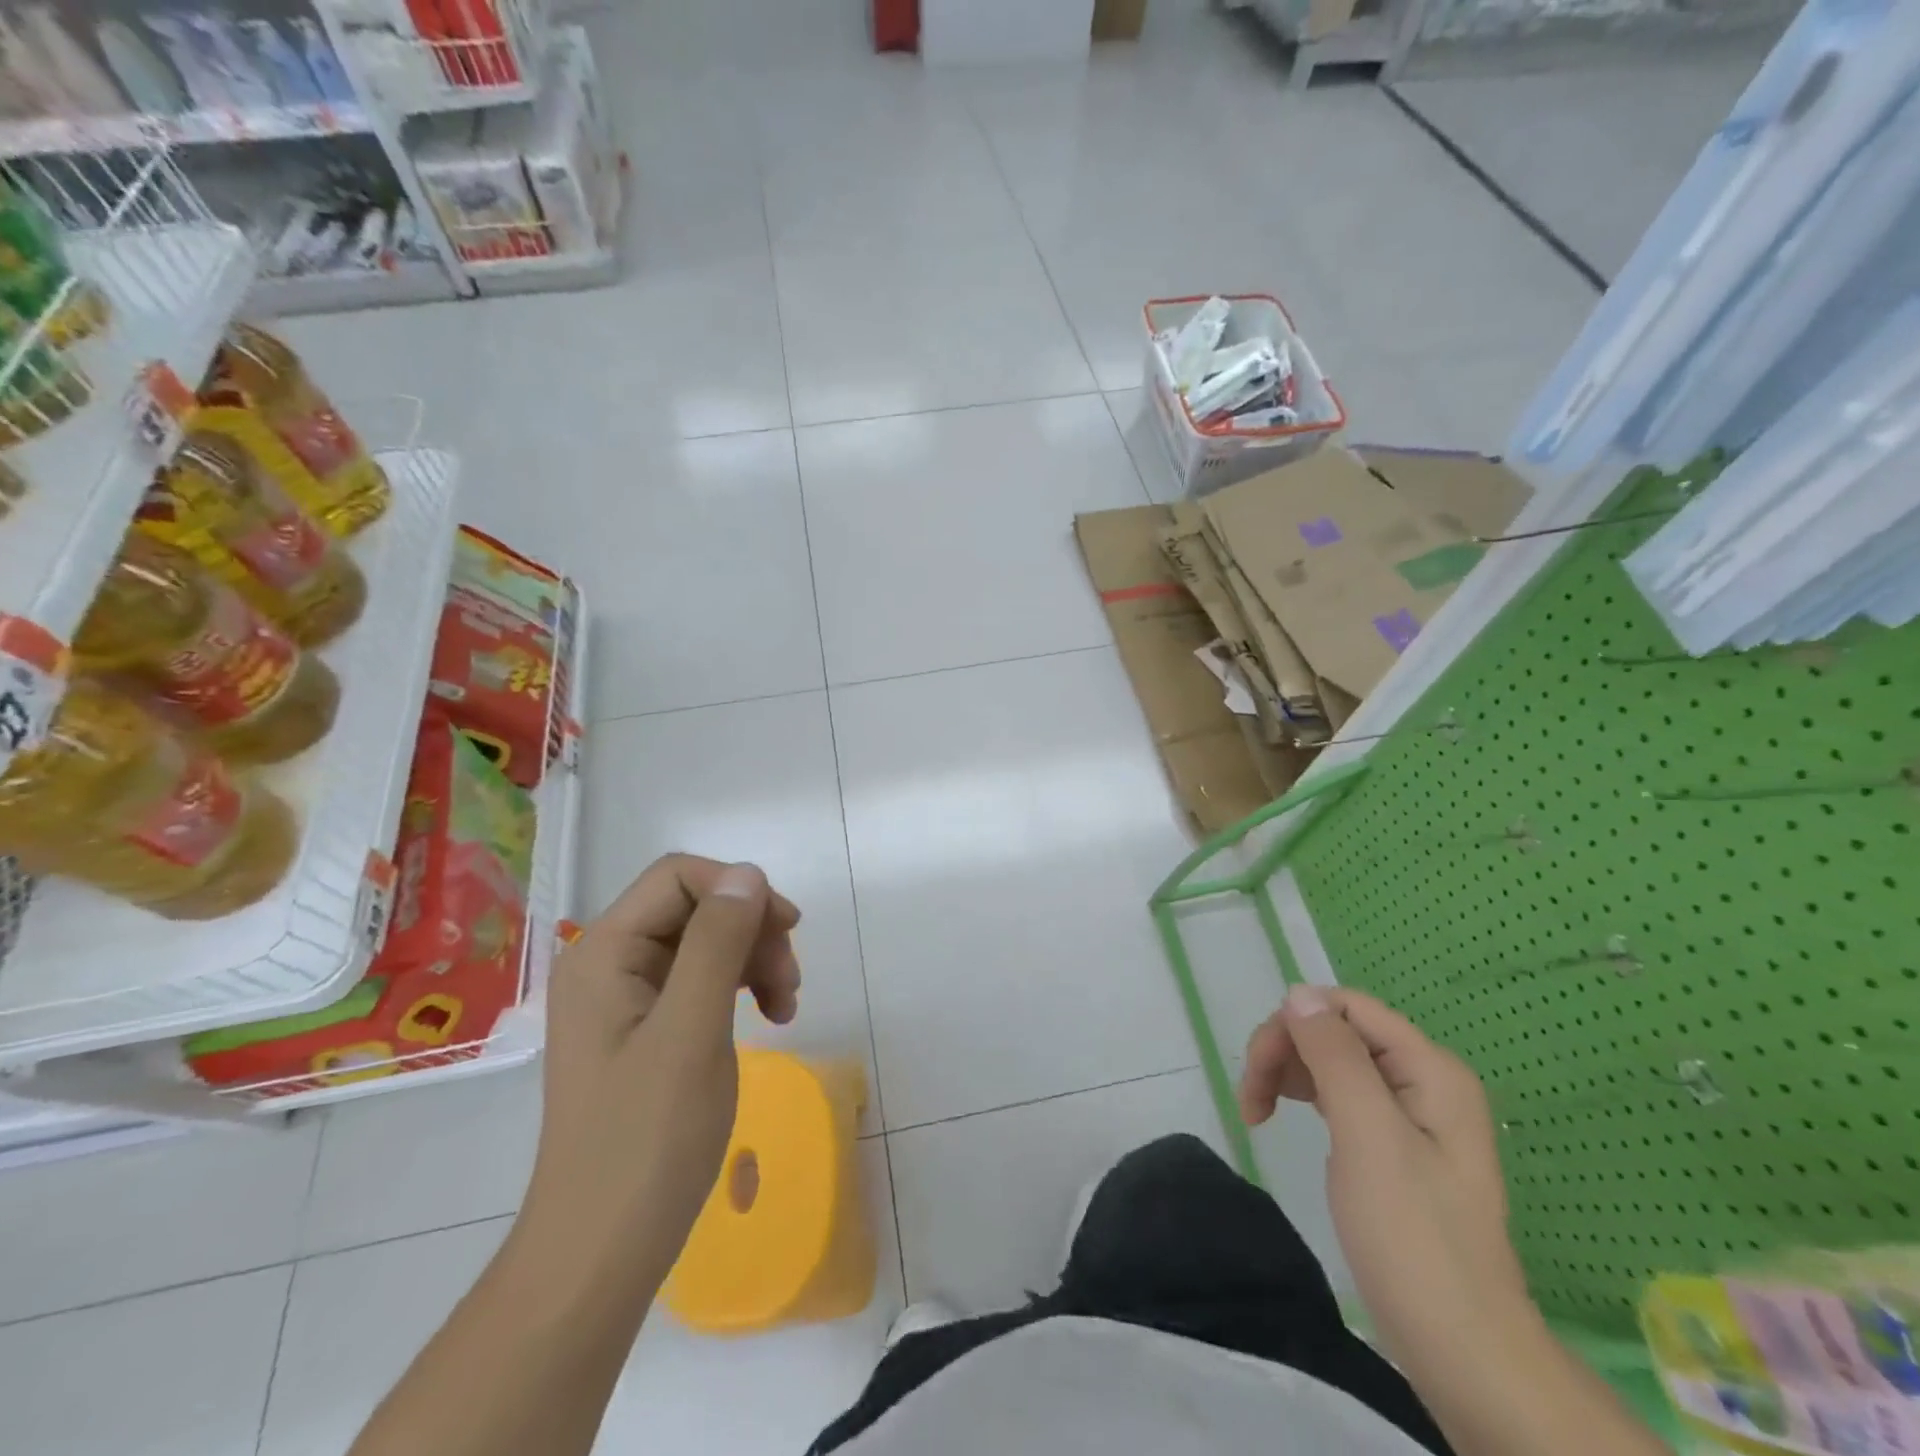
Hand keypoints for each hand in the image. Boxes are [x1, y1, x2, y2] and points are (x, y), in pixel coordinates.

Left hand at [523, 855, 801, 1283]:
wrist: (600, 1253)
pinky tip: (770, 1017)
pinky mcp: (645, 1029)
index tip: (787, 930)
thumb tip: (747, 874)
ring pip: (706, 942)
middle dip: (751, 931)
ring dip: (753, 959)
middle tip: (790, 982)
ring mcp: (625, 998)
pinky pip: (701, 980)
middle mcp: (608, 963)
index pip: (678, 877)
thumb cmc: (644, 1141)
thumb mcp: (691, 1032)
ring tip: (787, 1005)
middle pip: (695, 907)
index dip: (738, 889)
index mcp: (604, 953)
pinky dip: (741, 988)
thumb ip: (717, 943)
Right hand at [1237, 984, 1528, 1373]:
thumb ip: (1335, 1056)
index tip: (1259, 1069)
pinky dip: (1304, 1096)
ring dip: (1287, 1073)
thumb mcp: (1368, 1135)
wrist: (1460, 1349)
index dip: (1295, 1024)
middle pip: (1336, 1031)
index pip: (1347, 1007)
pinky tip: (1285, 1117)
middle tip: (1251, 1099)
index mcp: (1429, 1069)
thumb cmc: (1412, 1236)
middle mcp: (1423, 1079)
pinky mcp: (1393, 1142)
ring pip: (1331, 1060)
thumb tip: (1298, 993)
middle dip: (1285, 1051)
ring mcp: (1410, 1112)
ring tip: (1257, 1112)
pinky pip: (1339, 1093)